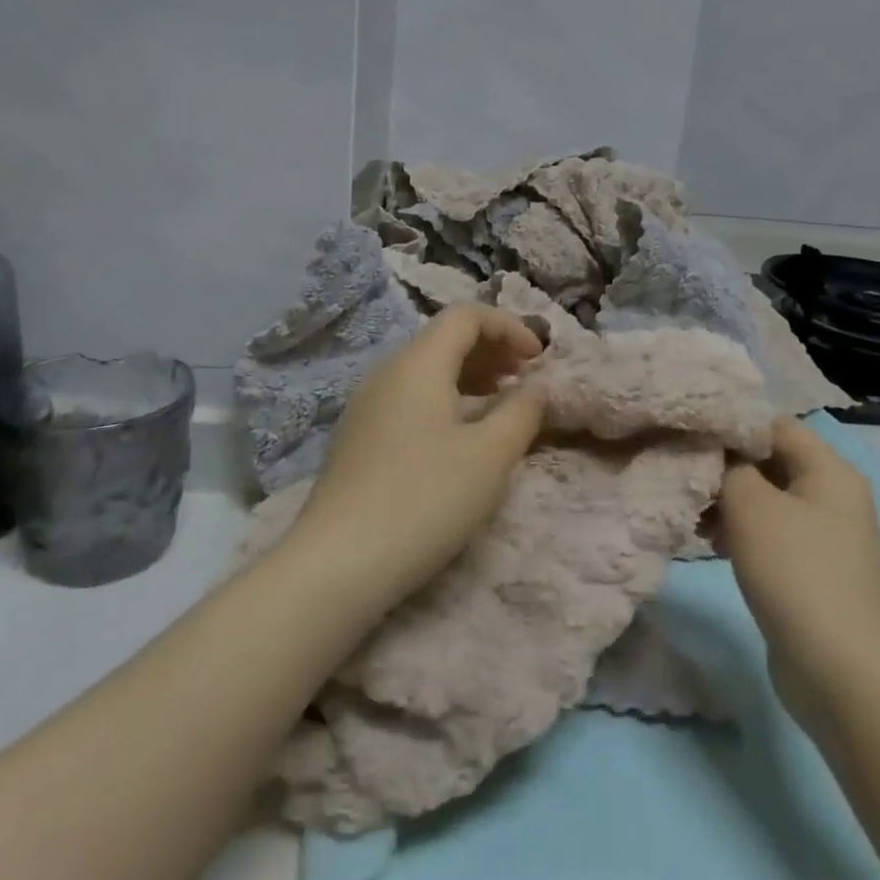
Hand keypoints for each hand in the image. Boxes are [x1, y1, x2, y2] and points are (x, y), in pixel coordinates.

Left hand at [282, 305, 545, 611]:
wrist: (339, 563)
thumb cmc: (425, 499)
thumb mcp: (490, 456)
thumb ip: (522, 412)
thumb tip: (537, 388)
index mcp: (417, 364)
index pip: (465, 316)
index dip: (509, 326)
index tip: (540, 358)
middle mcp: (387, 373)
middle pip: (443, 339)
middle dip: (492, 349)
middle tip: (526, 377)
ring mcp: (367, 406)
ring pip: (425, 371)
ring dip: (470, 376)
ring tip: (501, 403)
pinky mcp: (359, 438)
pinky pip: (409, 399)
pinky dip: (445, 401)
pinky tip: (460, 437)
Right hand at [713, 417, 879, 718]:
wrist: (838, 668)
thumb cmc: (794, 571)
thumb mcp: (750, 505)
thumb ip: (728, 466)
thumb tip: (717, 454)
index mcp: (830, 470)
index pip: (774, 425)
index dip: (731, 426)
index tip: (689, 438)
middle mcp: (834, 495)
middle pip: (770, 461)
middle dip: (725, 469)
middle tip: (685, 480)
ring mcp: (826, 535)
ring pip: (766, 499)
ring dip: (728, 503)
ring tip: (694, 519)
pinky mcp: (813, 569)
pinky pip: (771, 533)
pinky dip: (741, 533)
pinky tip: (711, 545)